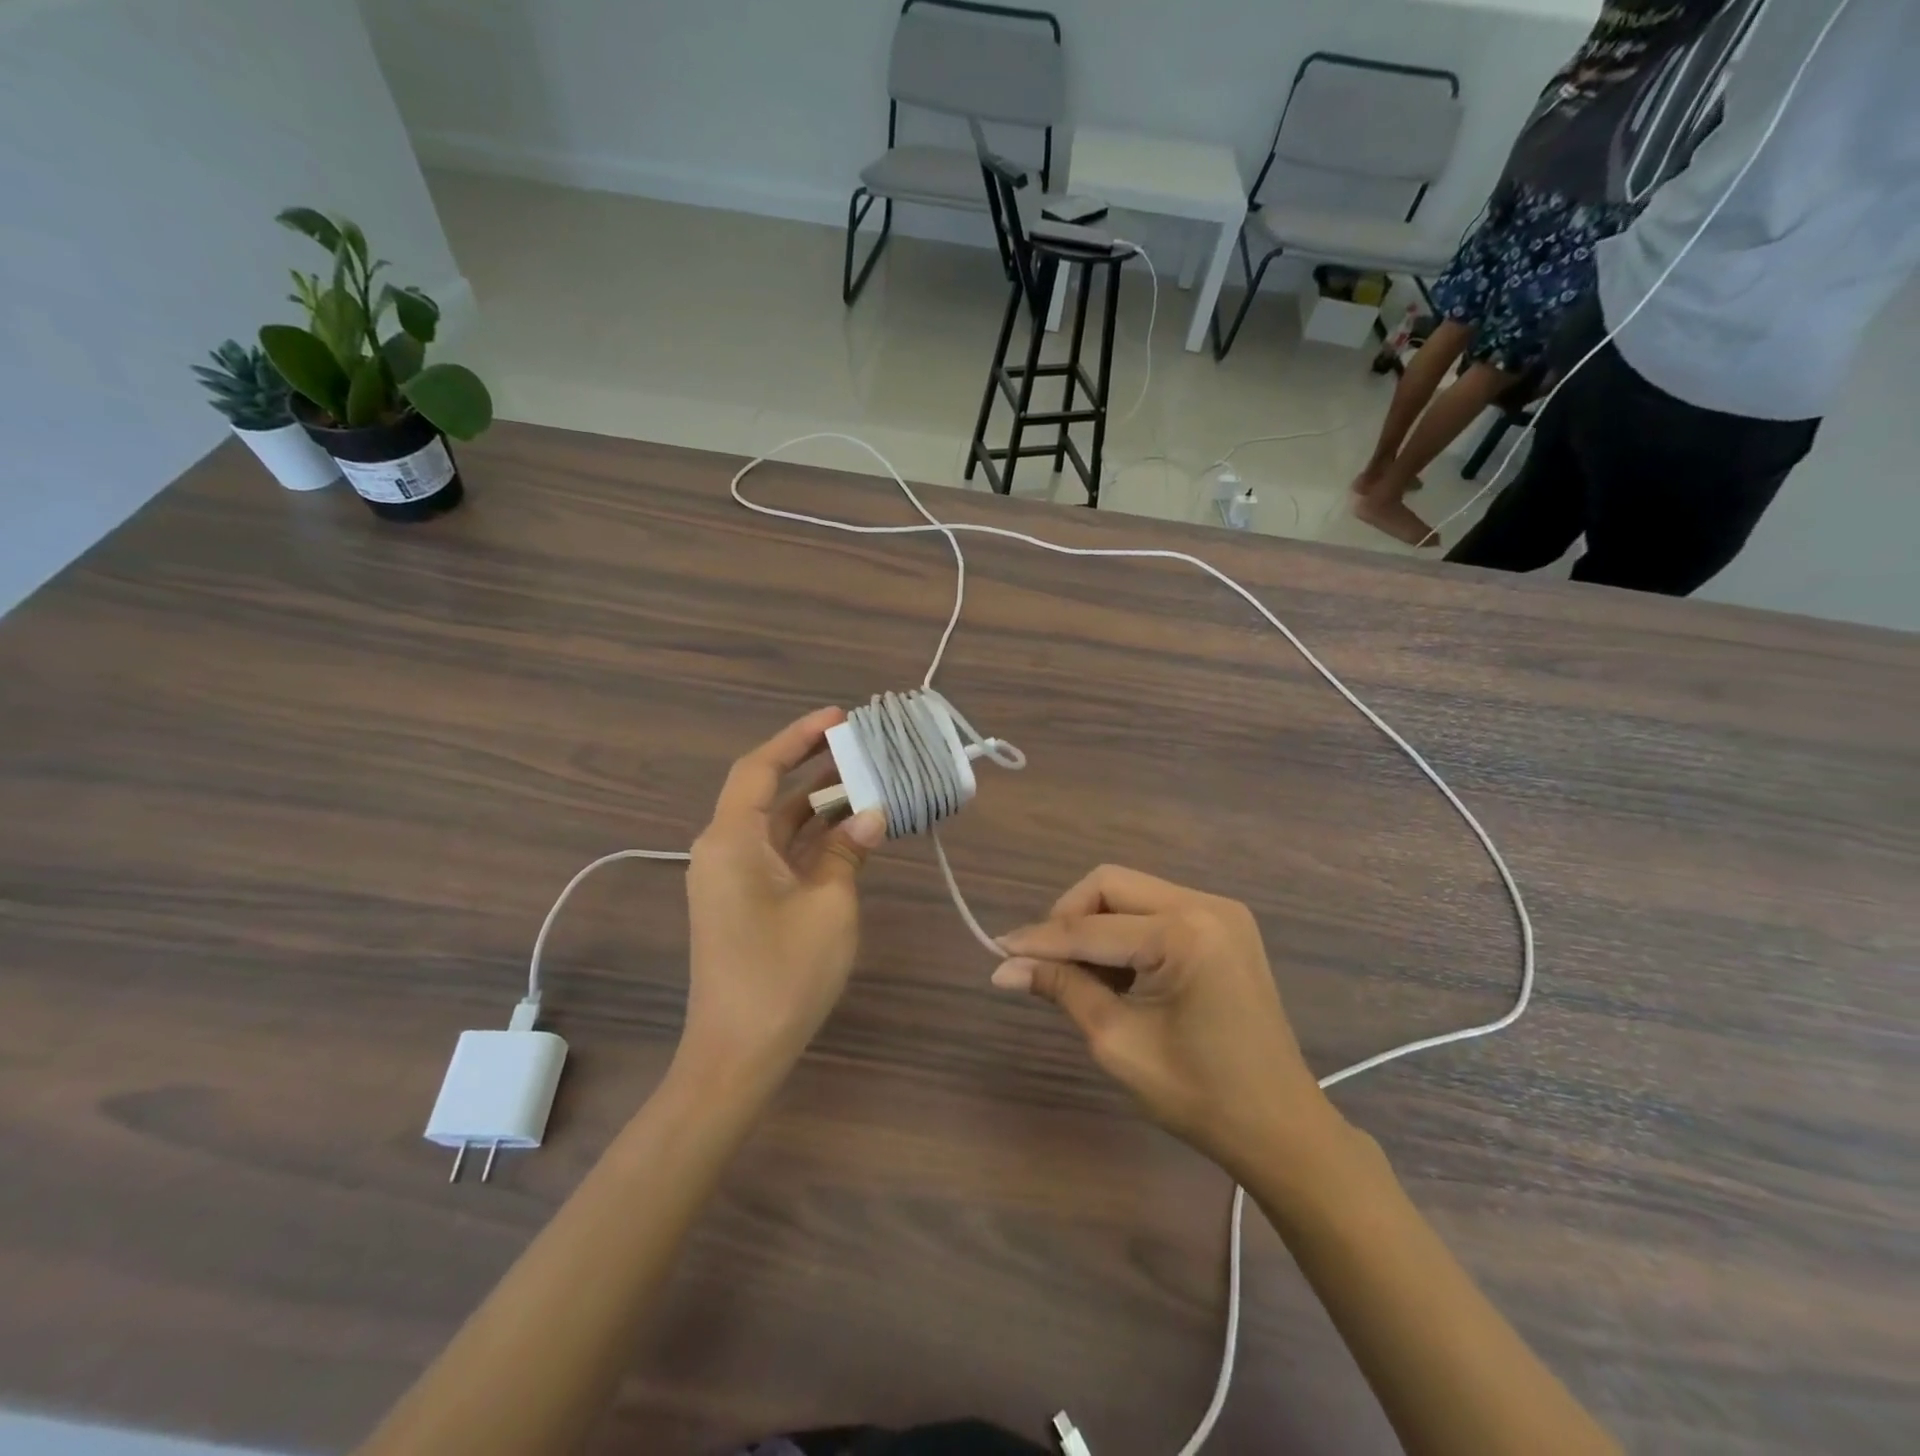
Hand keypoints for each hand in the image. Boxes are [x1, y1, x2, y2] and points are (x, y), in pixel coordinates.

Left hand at [681, 708, 886, 1090]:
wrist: (738, 1054)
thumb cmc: (783, 974)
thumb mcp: (829, 905)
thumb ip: (849, 851)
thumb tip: (872, 814)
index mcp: (731, 840)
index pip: (760, 767)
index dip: (798, 737)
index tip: (839, 718)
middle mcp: (724, 849)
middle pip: (768, 791)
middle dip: (814, 767)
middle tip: (863, 746)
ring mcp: (732, 877)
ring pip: (777, 824)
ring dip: (818, 804)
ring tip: (867, 780)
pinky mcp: (744, 901)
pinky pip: (779, 854)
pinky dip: (813, 839)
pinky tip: (852, 830)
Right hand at [992, 865, 1340, 1174]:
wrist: (1281, 1130)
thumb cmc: (1200, 1096)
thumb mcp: (1118, 1042)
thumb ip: (1062, 989)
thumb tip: (1005, 967)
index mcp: (1185, 934)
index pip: (1091, 927)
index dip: (1040, 940)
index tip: (998, 951)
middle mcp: (1206, 905)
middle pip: (1110, 885)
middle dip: (1069, 918)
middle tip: (1044, 963)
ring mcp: (1221, 911)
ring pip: (1131, 892)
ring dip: (1096, 925)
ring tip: (1083, 978)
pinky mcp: (1225, 925)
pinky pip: (1156, 909)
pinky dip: (1126, 932)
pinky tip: (1118, 974)